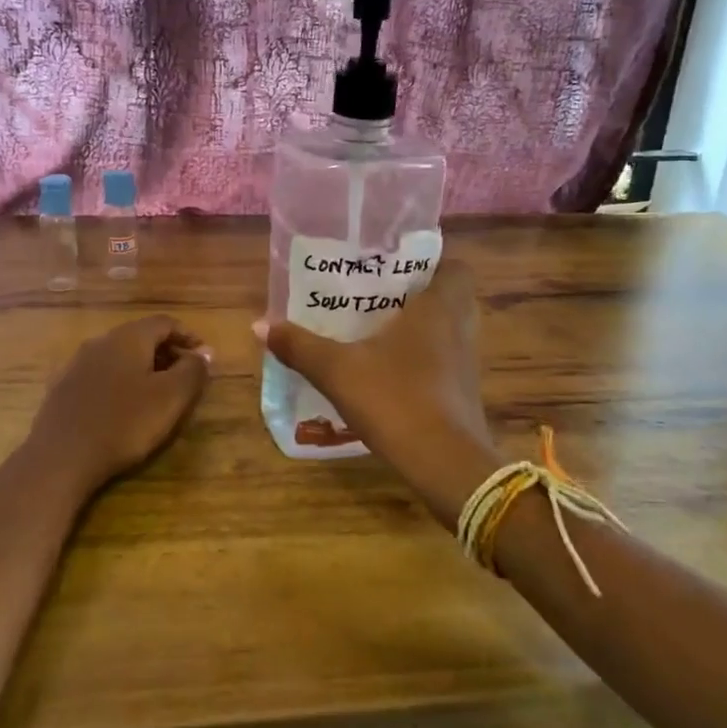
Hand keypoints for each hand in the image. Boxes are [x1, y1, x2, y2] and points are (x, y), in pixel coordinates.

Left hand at [28, 316, 212, 491]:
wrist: (61, 457)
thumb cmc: (124, 423)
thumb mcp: (171, 398)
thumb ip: (192, 370)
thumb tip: (204, 352)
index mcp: (128, 337)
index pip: (165, 322)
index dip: (187, 336)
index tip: (203, 356)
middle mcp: (100, 341)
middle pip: (140, 337)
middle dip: (165, 353)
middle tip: (183, 376)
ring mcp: (76, 363)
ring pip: (118, 356)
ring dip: (141, 368)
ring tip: (155, 394)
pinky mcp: (62, 388)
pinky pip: (99, 375)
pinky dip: (119, 382)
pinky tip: (122, 407)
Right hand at [257, 262, 498, 521]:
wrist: (444, 464)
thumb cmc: (396, 399)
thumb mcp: (338, 371)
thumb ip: (300, 346)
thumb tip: (260, 324)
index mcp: (439, 308)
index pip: (455, 267)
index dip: (431, 263)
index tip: (396, 267)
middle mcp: (460, 328)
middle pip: (449, 298)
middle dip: (418, 295)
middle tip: (378, 296)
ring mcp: (466, 364)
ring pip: (447, 331)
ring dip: (420, 329)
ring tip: (376, 331)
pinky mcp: (463, 393)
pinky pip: (444, 361)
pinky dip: (423, 360)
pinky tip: (388, 372)